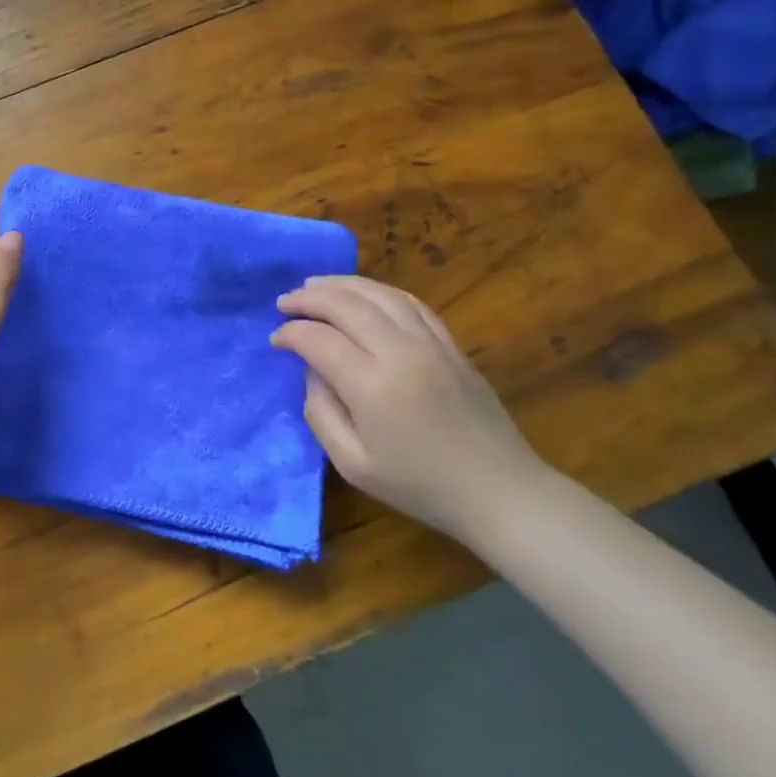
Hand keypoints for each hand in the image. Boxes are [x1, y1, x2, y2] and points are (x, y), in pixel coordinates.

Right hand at [271, 275, 548, 543]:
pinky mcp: (452, 345)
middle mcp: (401, 352)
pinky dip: (380, 292)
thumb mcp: (352, 464)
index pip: (319, 340)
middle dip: (309, 298)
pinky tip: (363, 295)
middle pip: (347, 305)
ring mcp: (432, 344)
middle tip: (284, 302)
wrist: (499, 491)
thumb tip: (313, 372)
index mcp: (372, 386)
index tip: (276, 341)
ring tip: (314, 286)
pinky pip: (411, 303)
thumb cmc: (419, 485)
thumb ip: (321, 413)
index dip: (291, 334)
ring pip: (379, 294)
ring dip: (341, 285)